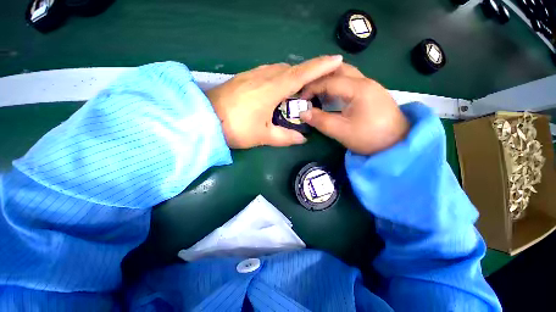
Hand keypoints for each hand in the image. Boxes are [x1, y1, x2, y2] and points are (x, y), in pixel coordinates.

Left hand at [206, 55, 342, 148]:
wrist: (204, 119)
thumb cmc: (236, 128)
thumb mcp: (263, 136)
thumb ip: (285, 137)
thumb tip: (302, 139)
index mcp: (272, 89)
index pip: (301, 74)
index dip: (320, 66)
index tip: (336, 60)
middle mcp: (264, 76)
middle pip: (291, 69)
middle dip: (307, 73)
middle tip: (315, 85)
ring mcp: (252, 75)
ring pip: (279, 69)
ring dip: (291, 75)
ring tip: (297, 89)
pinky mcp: (244, 78)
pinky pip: (267, 72)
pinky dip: (278, 77)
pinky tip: (277, 88)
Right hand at [300, 63, 408, 154]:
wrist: (398, 143)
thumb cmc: (370, 137)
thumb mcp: (341, 131)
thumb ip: (320, 121)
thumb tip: (303, 113)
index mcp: (358, 88)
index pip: (329, 81)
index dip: (312, 88)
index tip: (301, 98)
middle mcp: (365, 81)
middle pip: (339, 69)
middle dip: (320, 77)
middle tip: (307, 89)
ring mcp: (370, 86)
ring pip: (345, 74)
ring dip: (329, 80)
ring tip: (316, 92)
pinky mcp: (371, 93)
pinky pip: (350, 82)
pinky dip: (337, 85)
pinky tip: (331, 96)